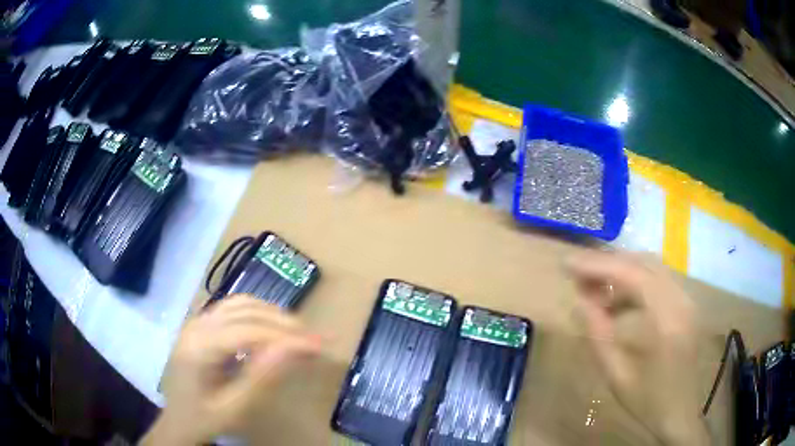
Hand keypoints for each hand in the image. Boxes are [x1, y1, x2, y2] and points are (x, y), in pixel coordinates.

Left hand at [140, 295, 321, 445]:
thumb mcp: (235, 407)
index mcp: (199, 347)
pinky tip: (272, 329)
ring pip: (241, 304)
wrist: (178, 419)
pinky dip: (258, 314)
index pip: (249, 331)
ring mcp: (197, 321)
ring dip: (272, 315)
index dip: (287, 336)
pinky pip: (233, 309)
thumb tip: (293, 348)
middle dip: (284, 323)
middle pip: (246, 311)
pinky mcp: (201, 325)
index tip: (320, 345)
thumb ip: (261, 378)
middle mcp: (196, 325)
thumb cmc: (205, 418)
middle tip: (315, 340)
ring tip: (298, 334)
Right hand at [566, 251, 708, 445]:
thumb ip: (598, 335)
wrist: (680, 413)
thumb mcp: (617, 376)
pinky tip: (619, 302)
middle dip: (608, 264)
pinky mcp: (686, 305)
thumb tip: (578, 302)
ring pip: (652, 268)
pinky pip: (659, 281)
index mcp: (666, 319)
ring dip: (622, 272)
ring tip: (594, 290)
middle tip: (578, 276)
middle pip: (643, 263)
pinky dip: (635, 283)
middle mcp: (681, 300)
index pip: (632, 275)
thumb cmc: (648, 402)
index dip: (598, 265)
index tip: (567, 264)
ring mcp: (686, 300)